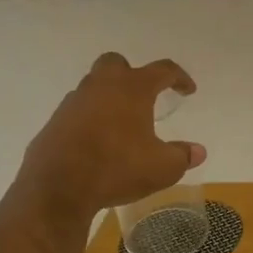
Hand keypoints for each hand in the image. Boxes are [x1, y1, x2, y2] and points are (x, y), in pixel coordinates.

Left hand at [17, 53, 204, 219]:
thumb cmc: (117, 168)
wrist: (57, 188)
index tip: (188, 90)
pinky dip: (90, 120)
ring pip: (93, 87)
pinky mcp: (54, 123)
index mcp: (132, 89)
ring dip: (109, 98)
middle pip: (116, 64)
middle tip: (144, 96)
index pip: (163, 70)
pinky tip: (98, 143)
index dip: (179, 78)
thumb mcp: (163, 168)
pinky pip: (78, 112)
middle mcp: (101, 86)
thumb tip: (197, 151)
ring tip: (122, 125)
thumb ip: (183, 156)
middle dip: (132, 74)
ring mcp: (73, 103)